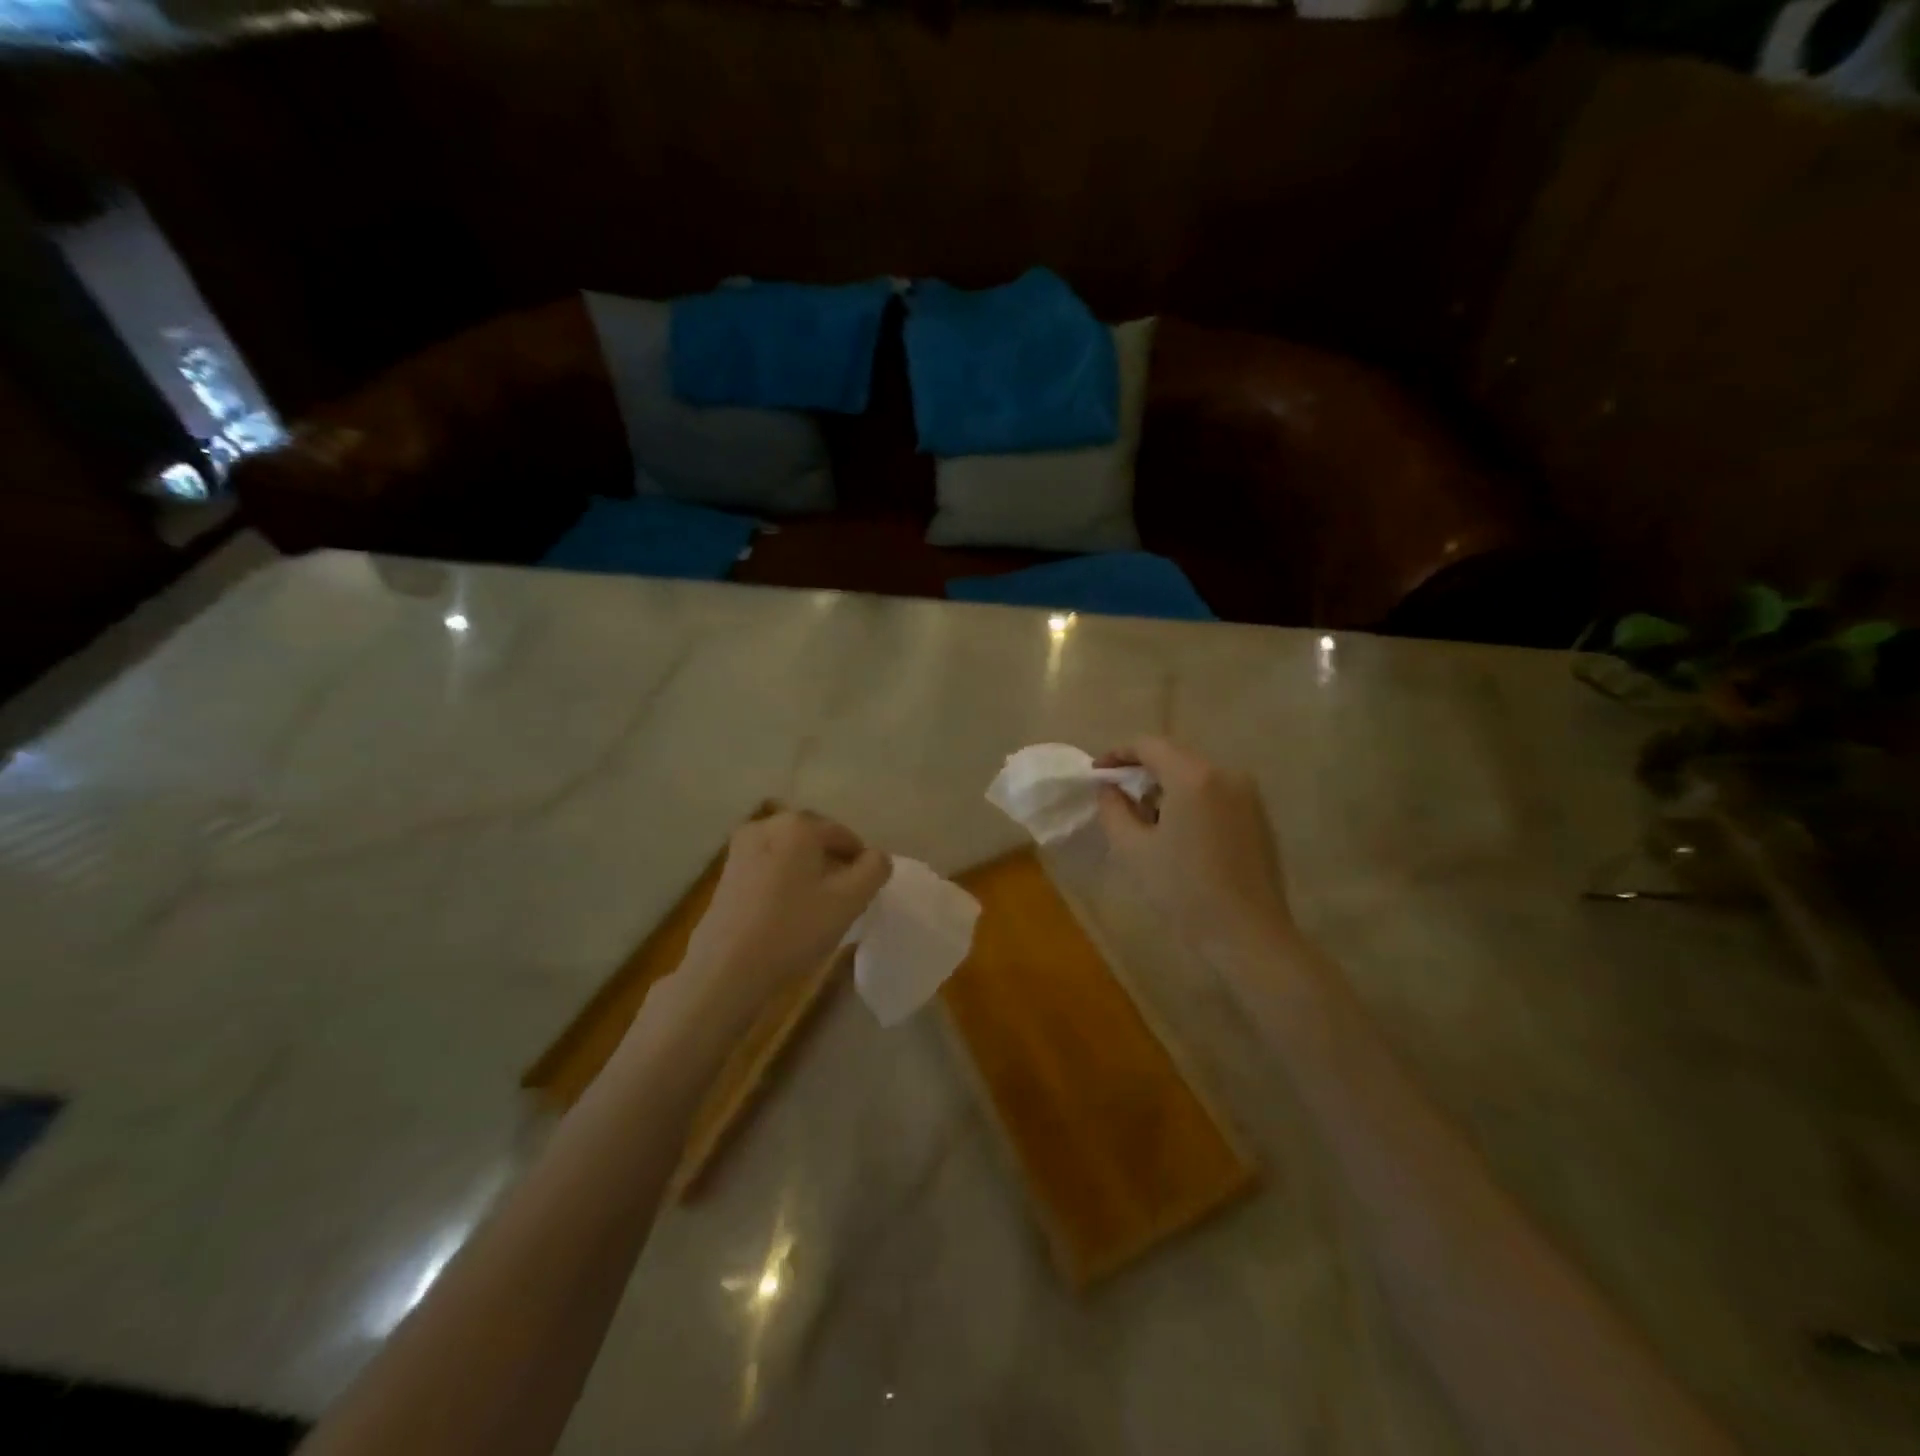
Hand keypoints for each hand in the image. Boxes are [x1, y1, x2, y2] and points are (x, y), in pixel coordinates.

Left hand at [675, 811, 891, 1030]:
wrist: (726, 967)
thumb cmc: (794, 928)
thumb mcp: (850, 900)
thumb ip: (875, 869)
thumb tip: (876, 857)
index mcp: (798, 824)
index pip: (845, 835)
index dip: (860, 864)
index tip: (862, 894)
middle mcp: (767, 824)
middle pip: (815, 840)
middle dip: (832, 865)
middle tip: (842, 901)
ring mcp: (742, 847)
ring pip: (791, 853)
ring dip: (808, 873)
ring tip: (816, 909)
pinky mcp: (727, 872)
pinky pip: (769, 867)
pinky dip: (784, 881)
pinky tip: (787, 913)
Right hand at [1095, 737, 1293, 951]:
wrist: (1248, 934)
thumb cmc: (1184, 891)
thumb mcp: (1133, 849)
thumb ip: (1113, 809)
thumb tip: (1109, 788)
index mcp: (1193, 776)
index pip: (1148, 745)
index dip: (1118, 754)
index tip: (1097, 773)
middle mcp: (1225, 773)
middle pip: (1174, 757)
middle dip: (1142, 772)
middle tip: (1118, 799)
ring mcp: (1247, 794)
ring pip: (1195, 775)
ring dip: (1167, 788)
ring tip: (1147, 821)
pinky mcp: (1259, 815)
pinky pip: (1215, 793)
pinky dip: (1191, 801)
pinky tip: (1179, 834)